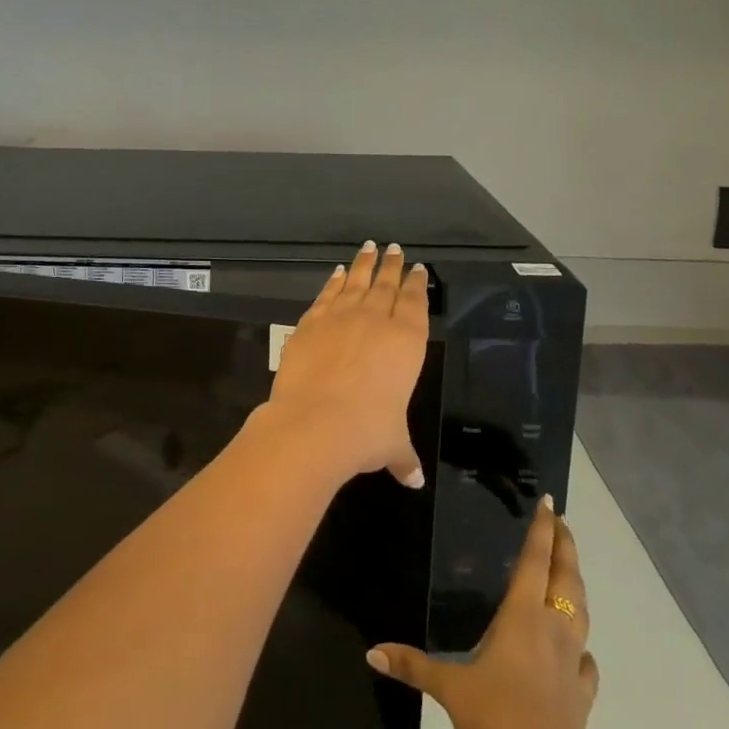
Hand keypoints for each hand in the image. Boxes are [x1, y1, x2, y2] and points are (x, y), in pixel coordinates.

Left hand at [263, 241, 428, 489]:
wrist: (314, 422)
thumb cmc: (366, 432)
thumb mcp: (392, 444)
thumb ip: (403, 456)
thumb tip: (414, 480)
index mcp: (406, 342)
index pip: (415, 304)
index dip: (416, 284)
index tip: (417, 268)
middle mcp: (376, 321)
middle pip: (386, 285)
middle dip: (392, 266)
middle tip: (394, 248)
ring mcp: (341, 317)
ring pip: (356, 282)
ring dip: (364, 265)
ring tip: (369, 248)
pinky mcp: (311, 322)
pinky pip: (327, 295)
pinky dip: (333, 282)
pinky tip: (336, 273)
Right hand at [368, 497, 596, 728]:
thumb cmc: (496, 715)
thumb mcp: (449, 687)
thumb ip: (413, 665)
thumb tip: (372, 652)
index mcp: (523, 614)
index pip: (535, 560)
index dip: (542, 530)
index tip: (549, 503)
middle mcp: (552, 627)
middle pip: (565, 576)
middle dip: (565, 546)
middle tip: (562, 523)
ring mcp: (572, 659)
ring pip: (581, 610)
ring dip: (576, 585)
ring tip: (569, 571)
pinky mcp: (582, 691)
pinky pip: (587, 661)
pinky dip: (583, 648)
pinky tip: (579, 650)